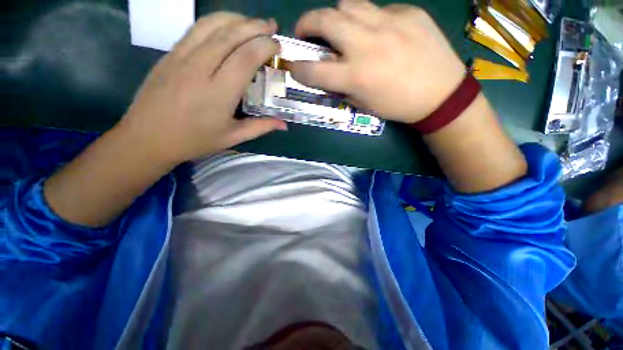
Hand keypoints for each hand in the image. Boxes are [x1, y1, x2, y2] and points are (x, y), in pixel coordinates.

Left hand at [121, 13, 286, 163]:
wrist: (147, 137)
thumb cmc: (194, 140)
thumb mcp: (232, 138)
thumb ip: (260, 127)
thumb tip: (284, 125)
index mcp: (218, 93)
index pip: (245, 58)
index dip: (264, 46)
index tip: (277, 46)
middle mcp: (200, 68)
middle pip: (230, 35)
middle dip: (255, 26)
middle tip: (271, 27)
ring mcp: (181, 57)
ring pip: (211, 24)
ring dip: (236, 18)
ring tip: (252, 22)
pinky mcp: (170, 53)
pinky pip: (196, 28)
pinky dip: (216, 21)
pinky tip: (227, 26)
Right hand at [289, 0, 465, 122]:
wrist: (440, 94)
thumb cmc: (397, 105)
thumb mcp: (363, 104)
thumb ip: (342, 86)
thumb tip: (327, 72)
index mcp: (356, 76)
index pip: (314, 70)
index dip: (298, 68)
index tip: (294, 66)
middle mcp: (367, 45)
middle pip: (325, 19)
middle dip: (307, 23)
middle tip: (305, 32)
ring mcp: (389, 22)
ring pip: (348, 4)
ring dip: (336, 17)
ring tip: (341, 30)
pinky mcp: (408, 12)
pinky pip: (377, 10)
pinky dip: (368, 21)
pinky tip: (378, 33)